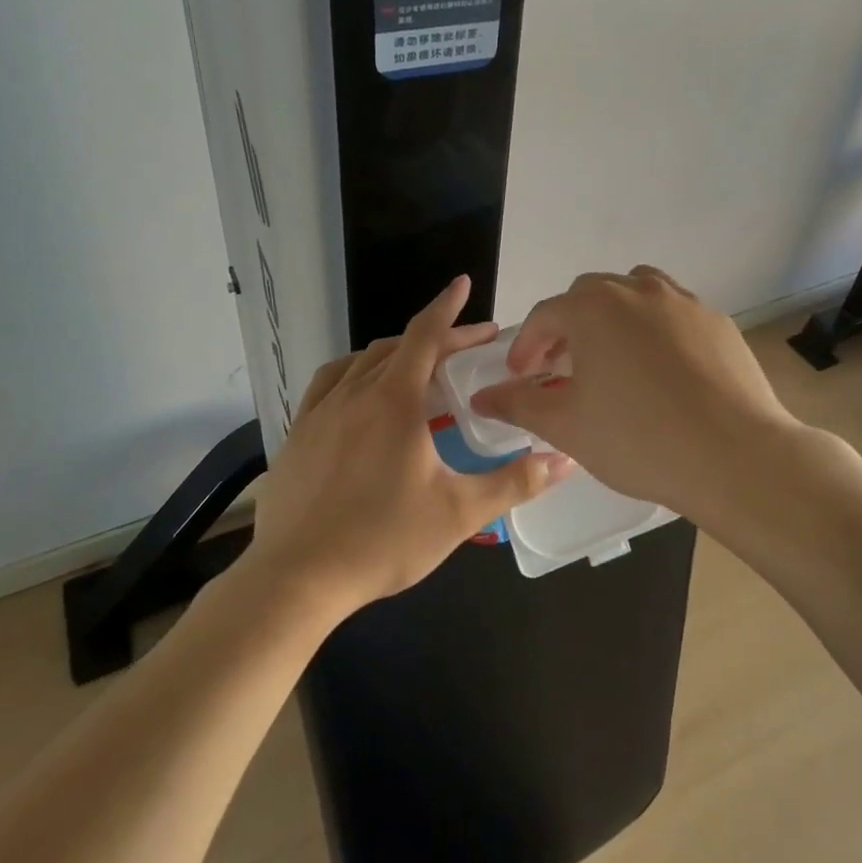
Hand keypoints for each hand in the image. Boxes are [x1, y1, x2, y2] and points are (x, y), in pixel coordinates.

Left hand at [244, 276, 567, 617]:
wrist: (297, 577)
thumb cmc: (383, 540)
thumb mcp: (459, 513)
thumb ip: (515, 482)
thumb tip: (564, 460)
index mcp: (394, 400)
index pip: (425, 335)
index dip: (448, 308)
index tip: (463, 284)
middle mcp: (355, 392)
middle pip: (399, 346)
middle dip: (437, 338)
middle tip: (470, 347)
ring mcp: (320, 411)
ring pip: (362, 361)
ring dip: (395, 353)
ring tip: (420, 366)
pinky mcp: (297, 433)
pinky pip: (329, 383)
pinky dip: (355, 372)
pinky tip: (360, 392)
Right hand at [468, 266, 806, 518]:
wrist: (734, 456)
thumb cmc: (637, 439)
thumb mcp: (566, 425)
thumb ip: (518, 403)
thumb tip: (482, 396)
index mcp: (593, 307)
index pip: (545, 315)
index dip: (526, 346)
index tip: (520, 376)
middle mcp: (637, 290)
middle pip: (589, 296)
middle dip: (567, 328)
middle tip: (562, 369)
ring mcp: (683, 302)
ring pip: (635, 293)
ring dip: (613, 318)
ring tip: (612, 359)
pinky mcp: (717, 322)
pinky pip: (673, 314)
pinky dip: (654, 330)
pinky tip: (661, 372)